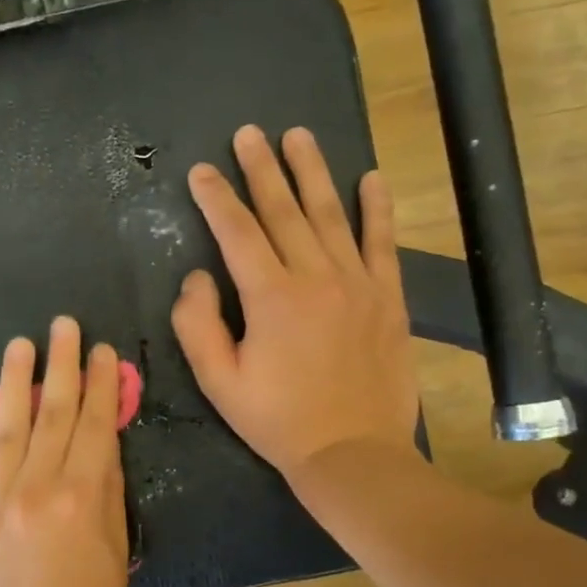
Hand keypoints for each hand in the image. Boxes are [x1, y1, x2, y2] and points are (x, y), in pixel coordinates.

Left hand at [0, 317, 129, 586]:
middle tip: (63, 325)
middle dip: (60, 365)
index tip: (104, 350)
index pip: (94, 424)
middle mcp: (37, 486)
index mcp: (82, 496)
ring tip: (19, 345)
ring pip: (10, 428)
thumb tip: (101, 448)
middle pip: (51, 413)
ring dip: (15, 382)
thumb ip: (108, 493)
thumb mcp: (116, 552)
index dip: (101, 384)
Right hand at [171, 125, 426, 489]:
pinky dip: (377, 209)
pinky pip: (382, 242)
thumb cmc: (277, 421)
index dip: (216, 198)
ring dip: (312, 173)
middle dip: (261, 169)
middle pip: (284, 211)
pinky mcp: (388, 298)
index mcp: (271, 297)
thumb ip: (198, 325)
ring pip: (332, 214)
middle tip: (248, 134)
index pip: (237, 232)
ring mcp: (358, 283)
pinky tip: (372, 179)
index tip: (202, 171)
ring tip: (298, 136)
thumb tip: (198, 277)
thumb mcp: (219, 382)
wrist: (352, 452)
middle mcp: (316, 277)